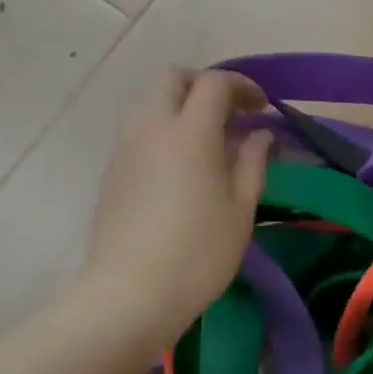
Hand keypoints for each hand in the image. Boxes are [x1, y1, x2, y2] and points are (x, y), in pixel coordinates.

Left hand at [78, 69, 273, 349]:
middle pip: (173, 79)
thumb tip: (259, 135)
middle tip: (230, 113)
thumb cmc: (198, 253)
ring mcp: (125, 147)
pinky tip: (181, 165)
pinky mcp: (111, 170)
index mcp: (189, 132)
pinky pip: (138, 129)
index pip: (214, 83)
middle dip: (204, 85)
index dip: (242, 86)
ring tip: (207, 139)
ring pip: (150, 101)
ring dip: (180, 105)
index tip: (261, 107)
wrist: (129, 294)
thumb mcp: (240, 210)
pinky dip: (162, 128)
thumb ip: (252, 163)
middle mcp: (151, 127)